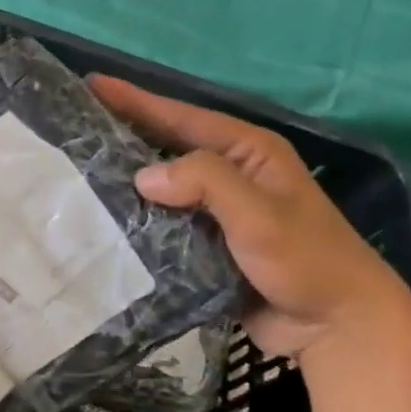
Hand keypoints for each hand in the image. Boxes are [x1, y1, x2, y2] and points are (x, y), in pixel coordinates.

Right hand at [91, 75, 410, 356]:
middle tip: (74, 126)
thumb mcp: (259, 213)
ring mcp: (217, 211)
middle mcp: (231, 174)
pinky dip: (136, 218)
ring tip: (77, 170)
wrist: (336, 327)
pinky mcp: (206, 245)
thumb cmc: (305, 260)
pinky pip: (162, 222)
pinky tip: (103, 219)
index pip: (181, 117)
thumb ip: (204, 182)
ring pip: (161, 186)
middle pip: (166, 146)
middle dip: (123, 135)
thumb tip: (141, 177)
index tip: (92, 84)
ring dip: (125, 180)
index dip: (136, 100)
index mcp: (248, 151)